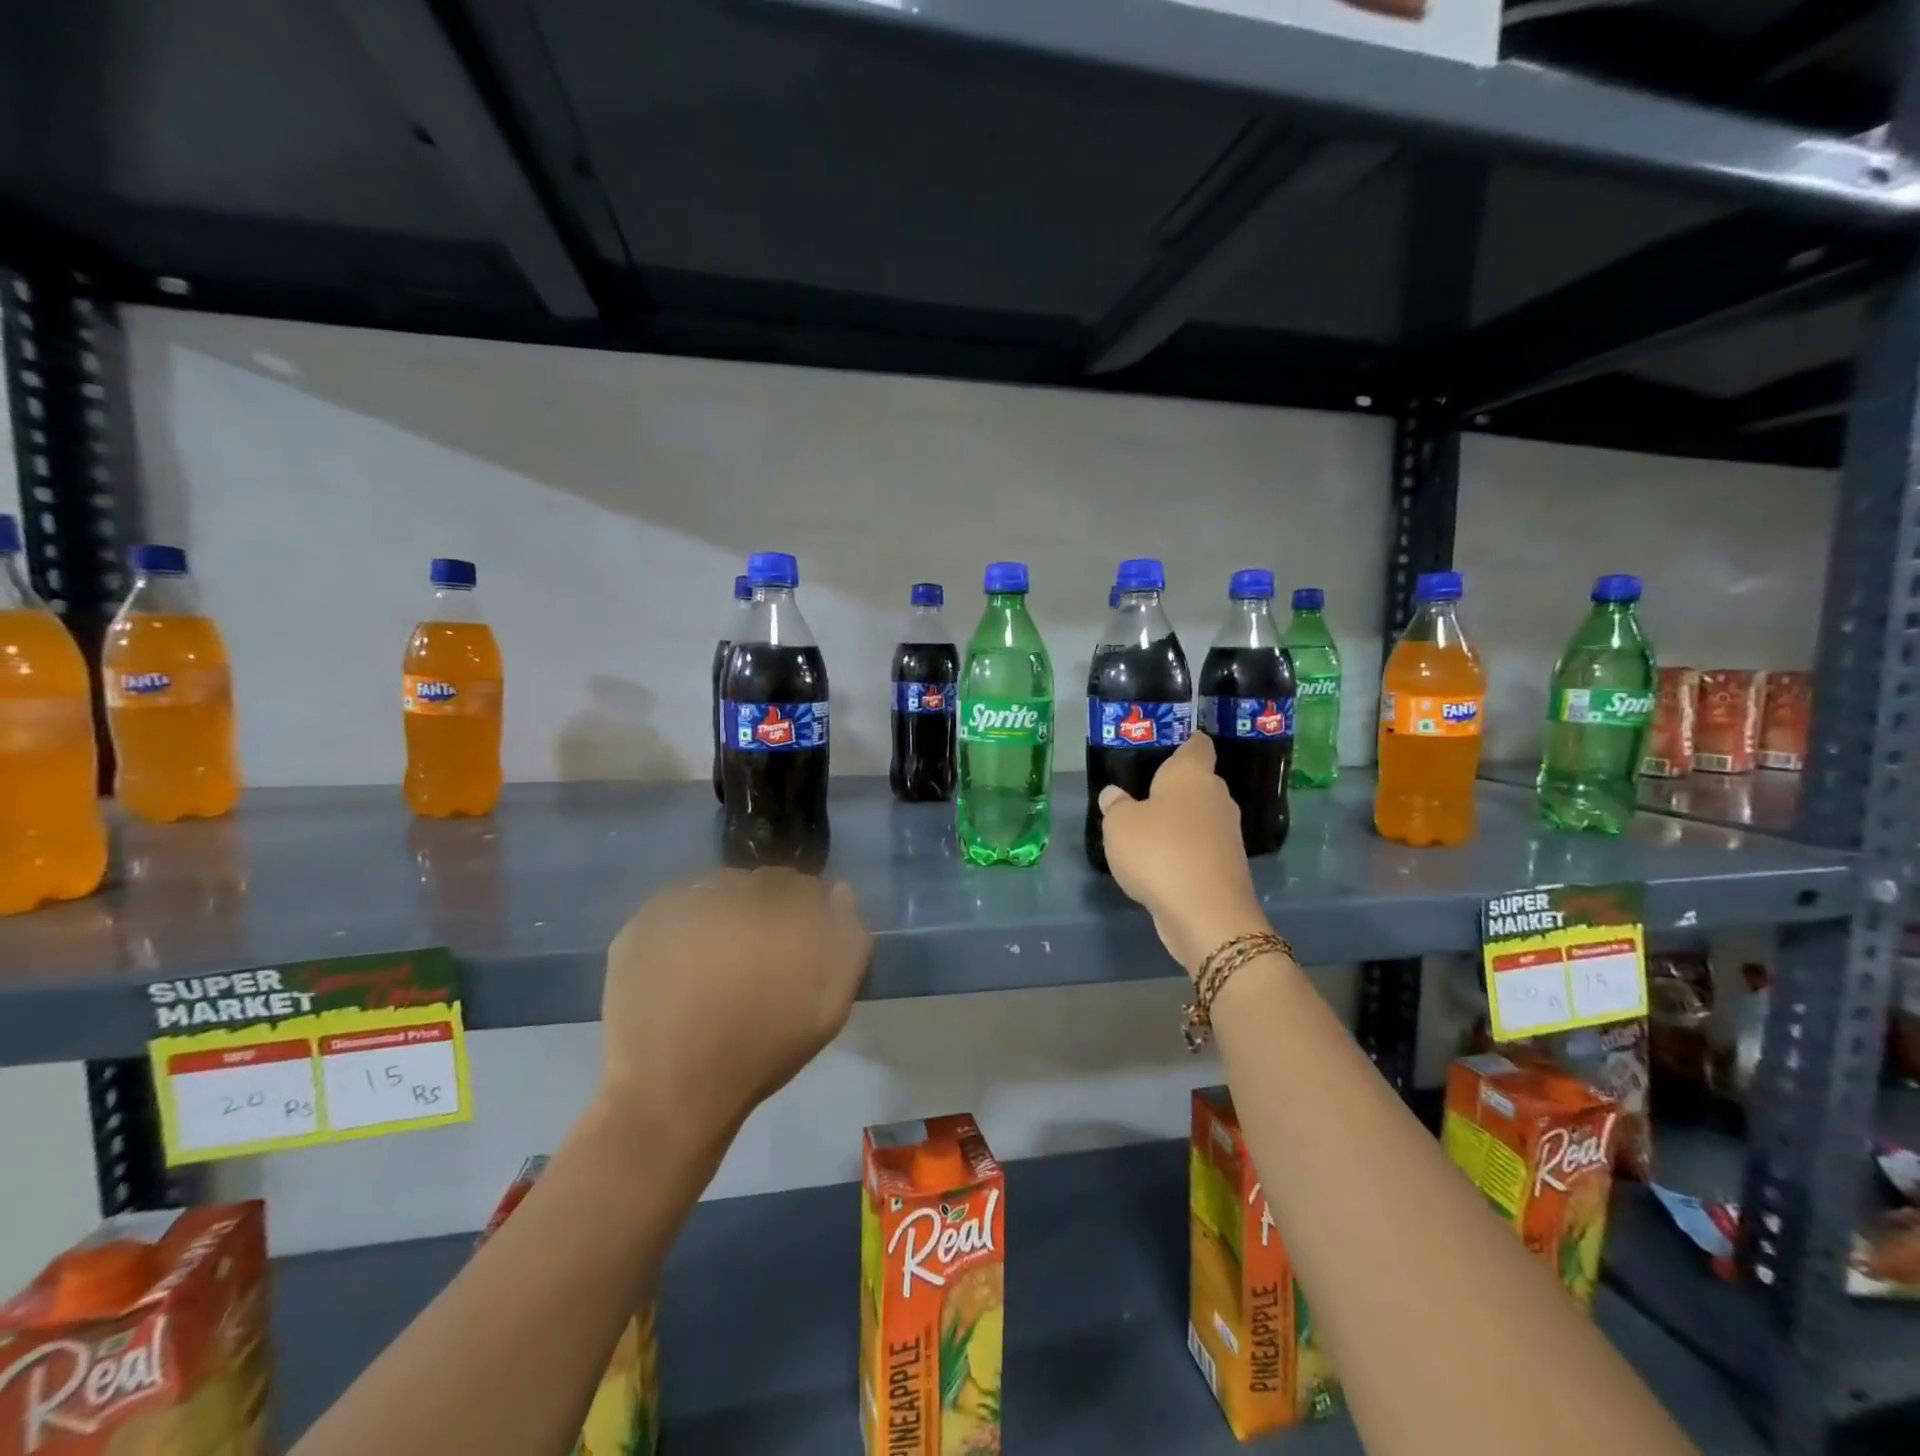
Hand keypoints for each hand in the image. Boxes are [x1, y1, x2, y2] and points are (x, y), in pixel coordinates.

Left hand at [599, 869, 871, 1142]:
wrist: (672, 1093)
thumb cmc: (762, 1052)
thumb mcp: (830, 1006)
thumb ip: (849, 939)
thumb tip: (839, 890)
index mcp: (784, 911)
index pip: (804, 886)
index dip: (805, 912)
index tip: (798, 941)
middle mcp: (735, 896)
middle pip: (761, 882)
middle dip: (767, 906)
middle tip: (759, 950)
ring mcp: (684, 905)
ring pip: (718, 887)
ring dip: (727, 907)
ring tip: (720, 952)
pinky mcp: (643, 922)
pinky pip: (677, 903)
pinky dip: (687, 919)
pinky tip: (685, 957)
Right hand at [1098, 734, 1269, 976]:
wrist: (1207, 914)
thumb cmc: (1159, 852)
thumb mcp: (1119, 825)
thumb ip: (1115, 805)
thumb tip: (1115, 795)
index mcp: (1192, 774)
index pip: (1196, 743)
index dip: (1181, 742)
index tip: (1160, 749)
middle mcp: (1216, 796)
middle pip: (1197, 782)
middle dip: (1173, 788)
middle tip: (1139, 796)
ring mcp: (1227, 833)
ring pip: (1199, 816)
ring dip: (1177, 823)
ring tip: (1145, 833)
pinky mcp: (1227, 865)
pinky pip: (1200, 847)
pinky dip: (1183, 851)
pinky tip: (1160, 864)